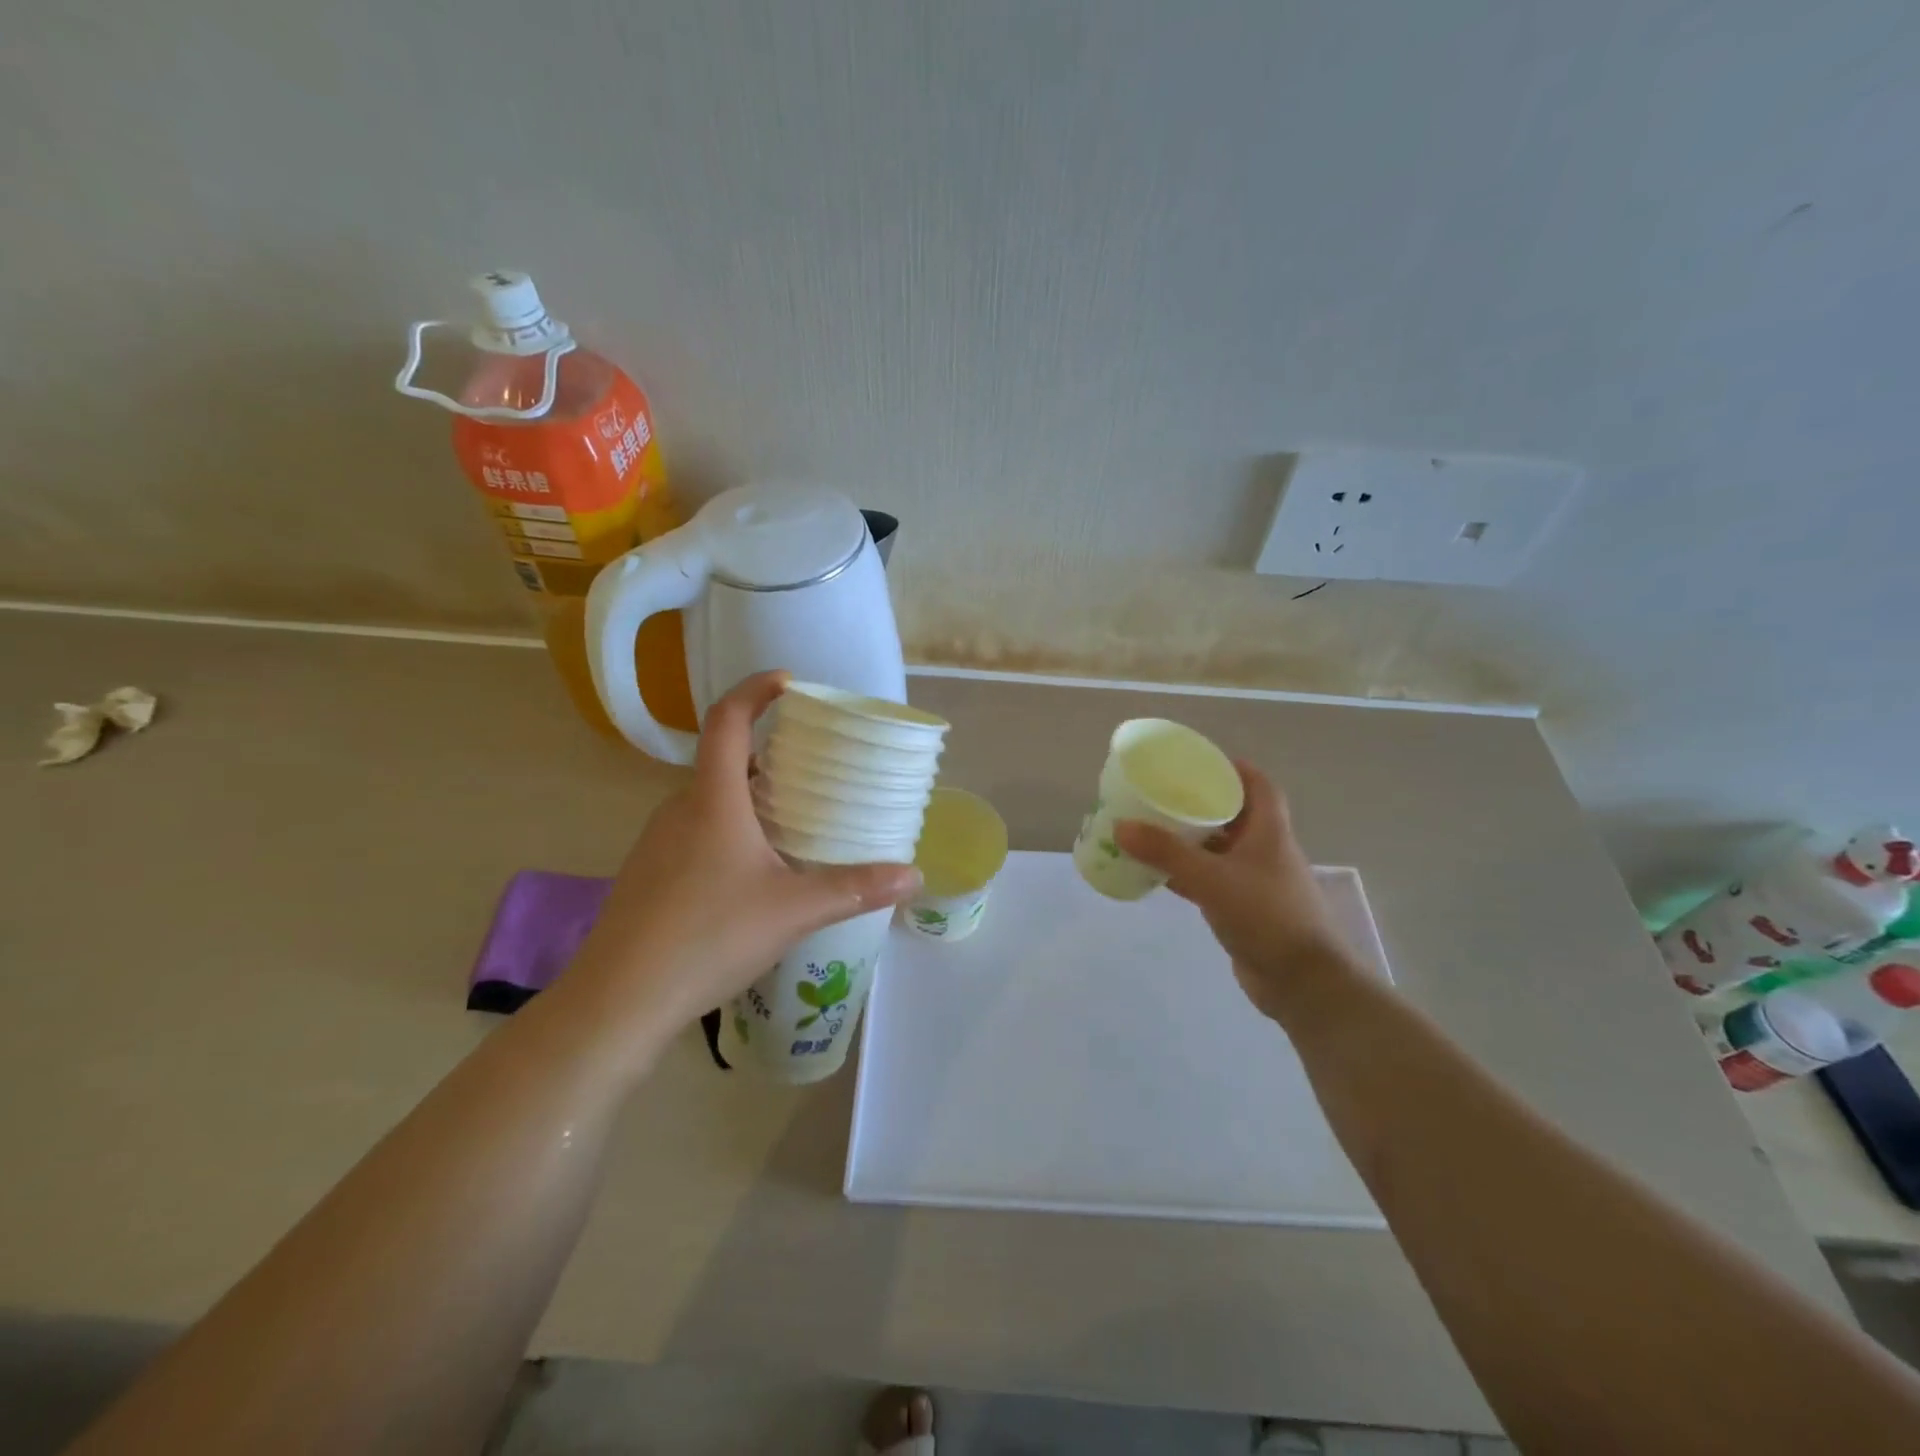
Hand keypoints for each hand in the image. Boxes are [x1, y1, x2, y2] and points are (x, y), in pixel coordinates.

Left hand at [564, 671, 920, 1042]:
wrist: (619, 999)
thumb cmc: (708, 936)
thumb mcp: (793, 910)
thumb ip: (855, 888)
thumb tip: (914, 876)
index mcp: (713, 799)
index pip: (728, 719)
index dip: (755, 690)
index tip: (789, 683)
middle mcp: (680, 808)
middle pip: (723, 760)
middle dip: (767, 754)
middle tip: (813, 768)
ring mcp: (658, 842)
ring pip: (710, 800)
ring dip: (748, 795)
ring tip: (793, 819)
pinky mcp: (649, 873)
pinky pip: (696, 830)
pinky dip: (729, 829)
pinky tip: (754, 871)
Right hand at [1114, 762, 1358, 1021]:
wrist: (1302, 983)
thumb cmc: (1266, 917)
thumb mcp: (1212, 879)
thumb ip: (1166, 853)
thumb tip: (1121, 826)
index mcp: (1269, 831)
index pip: (1259, 785)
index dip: (1234, 768)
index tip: (1199, 761)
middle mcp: (1265, 851)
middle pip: (1234, 815)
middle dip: (1201, 803)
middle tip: (1163, 795)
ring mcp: (1256, 882)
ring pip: (1220, 850)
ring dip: (1190, 840)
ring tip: (1152, 829)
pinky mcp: (1244, 910)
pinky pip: (1211, 881)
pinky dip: (1187, 874)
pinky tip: (1157, 874)